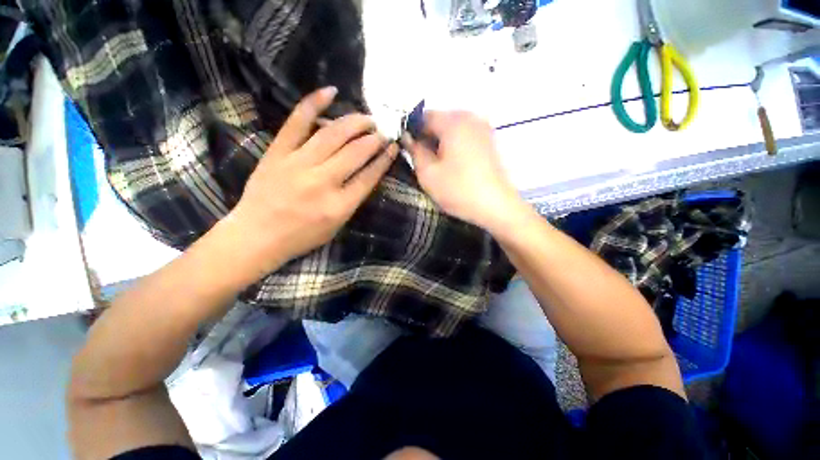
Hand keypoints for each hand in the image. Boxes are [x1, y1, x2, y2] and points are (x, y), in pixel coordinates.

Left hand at [229, 87, 397, 274]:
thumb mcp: (337, 226)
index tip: (393, 148)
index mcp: (339, 205)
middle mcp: (322, 182)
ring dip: (355, 123)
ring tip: (367, 119)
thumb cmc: (301, 236)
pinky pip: (297, 122)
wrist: (256, 236)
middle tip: (383, 132)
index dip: (384, 160)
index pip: (369, 176)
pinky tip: (330, 92)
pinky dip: (313, 104)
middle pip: (356, 152)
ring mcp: (298, 163)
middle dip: (375, 139)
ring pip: (333, 134)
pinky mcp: (278, 152)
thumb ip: (353, 200)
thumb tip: (367, 173)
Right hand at [407, 111, 523, 231]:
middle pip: (440, 121)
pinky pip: (465, 136)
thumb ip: (414, 151)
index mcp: (453, 121)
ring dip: (441, 143)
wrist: (496, 206)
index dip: (412, 133)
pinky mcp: (490, 141)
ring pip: (453, 129)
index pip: (423, 117)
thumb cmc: (458, 190)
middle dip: (428, 138)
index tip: (409, 152)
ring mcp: (484, 128)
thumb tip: (408, 138)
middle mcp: (471, 117)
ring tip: (439, 165)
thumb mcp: (428, 174)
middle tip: (423, 161)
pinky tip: (454, 165)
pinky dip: (455, 146)